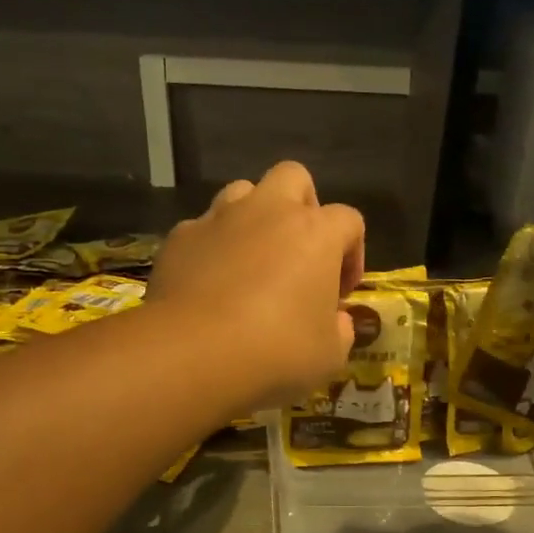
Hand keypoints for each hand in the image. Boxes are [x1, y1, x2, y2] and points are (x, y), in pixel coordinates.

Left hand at [146, 162, 364, 409]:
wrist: (192, 352)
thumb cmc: (276, 350)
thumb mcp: (329, 354)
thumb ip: (340, 330)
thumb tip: (336, 322)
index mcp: (316, 232)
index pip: (349, 221)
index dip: (352, 254)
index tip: (340, 292)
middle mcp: (269, 211)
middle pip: (294, 177)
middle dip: (302, 206)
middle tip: (299, 251)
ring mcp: (220, 218)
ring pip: (243, 192)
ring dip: (253, 218)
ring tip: (252, 260)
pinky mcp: (180, 237)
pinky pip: (203, 229)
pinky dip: (212, 247)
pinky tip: (209, 283)